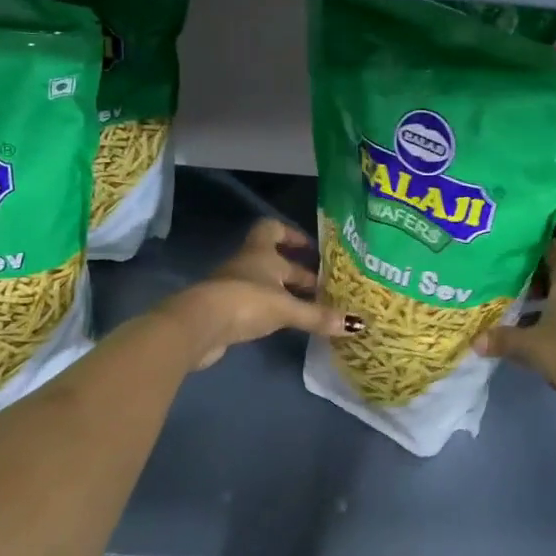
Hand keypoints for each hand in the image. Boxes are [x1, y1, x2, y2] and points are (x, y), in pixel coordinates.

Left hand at [164, 218, 363, 370]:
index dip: (292, 235)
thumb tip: (356, 324)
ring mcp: (234, 288)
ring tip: (312, 308)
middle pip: (275, 261)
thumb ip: (318, 315)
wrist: (198, 326)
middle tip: (324, 286)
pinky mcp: (226, 313)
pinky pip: (255, 306)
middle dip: (298, 272)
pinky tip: (287, 325)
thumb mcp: (286, 308)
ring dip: (286, 294)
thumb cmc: (245, 301)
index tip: (312, 248)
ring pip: (266, 284)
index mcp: (260, 252)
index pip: (273, 229)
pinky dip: (272, 312)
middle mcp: (247, 264)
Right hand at [480, 241, 555, 430]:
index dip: (531, 244)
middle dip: (528, 273)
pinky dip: (547, 318)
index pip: (551, 248)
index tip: (507, 244)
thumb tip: (474, 341)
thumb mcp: (530, 345)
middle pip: (554, 272)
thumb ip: (502, 339)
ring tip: (507, 299)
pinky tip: (525, 328)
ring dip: (537, 298)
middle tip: (498, 273)